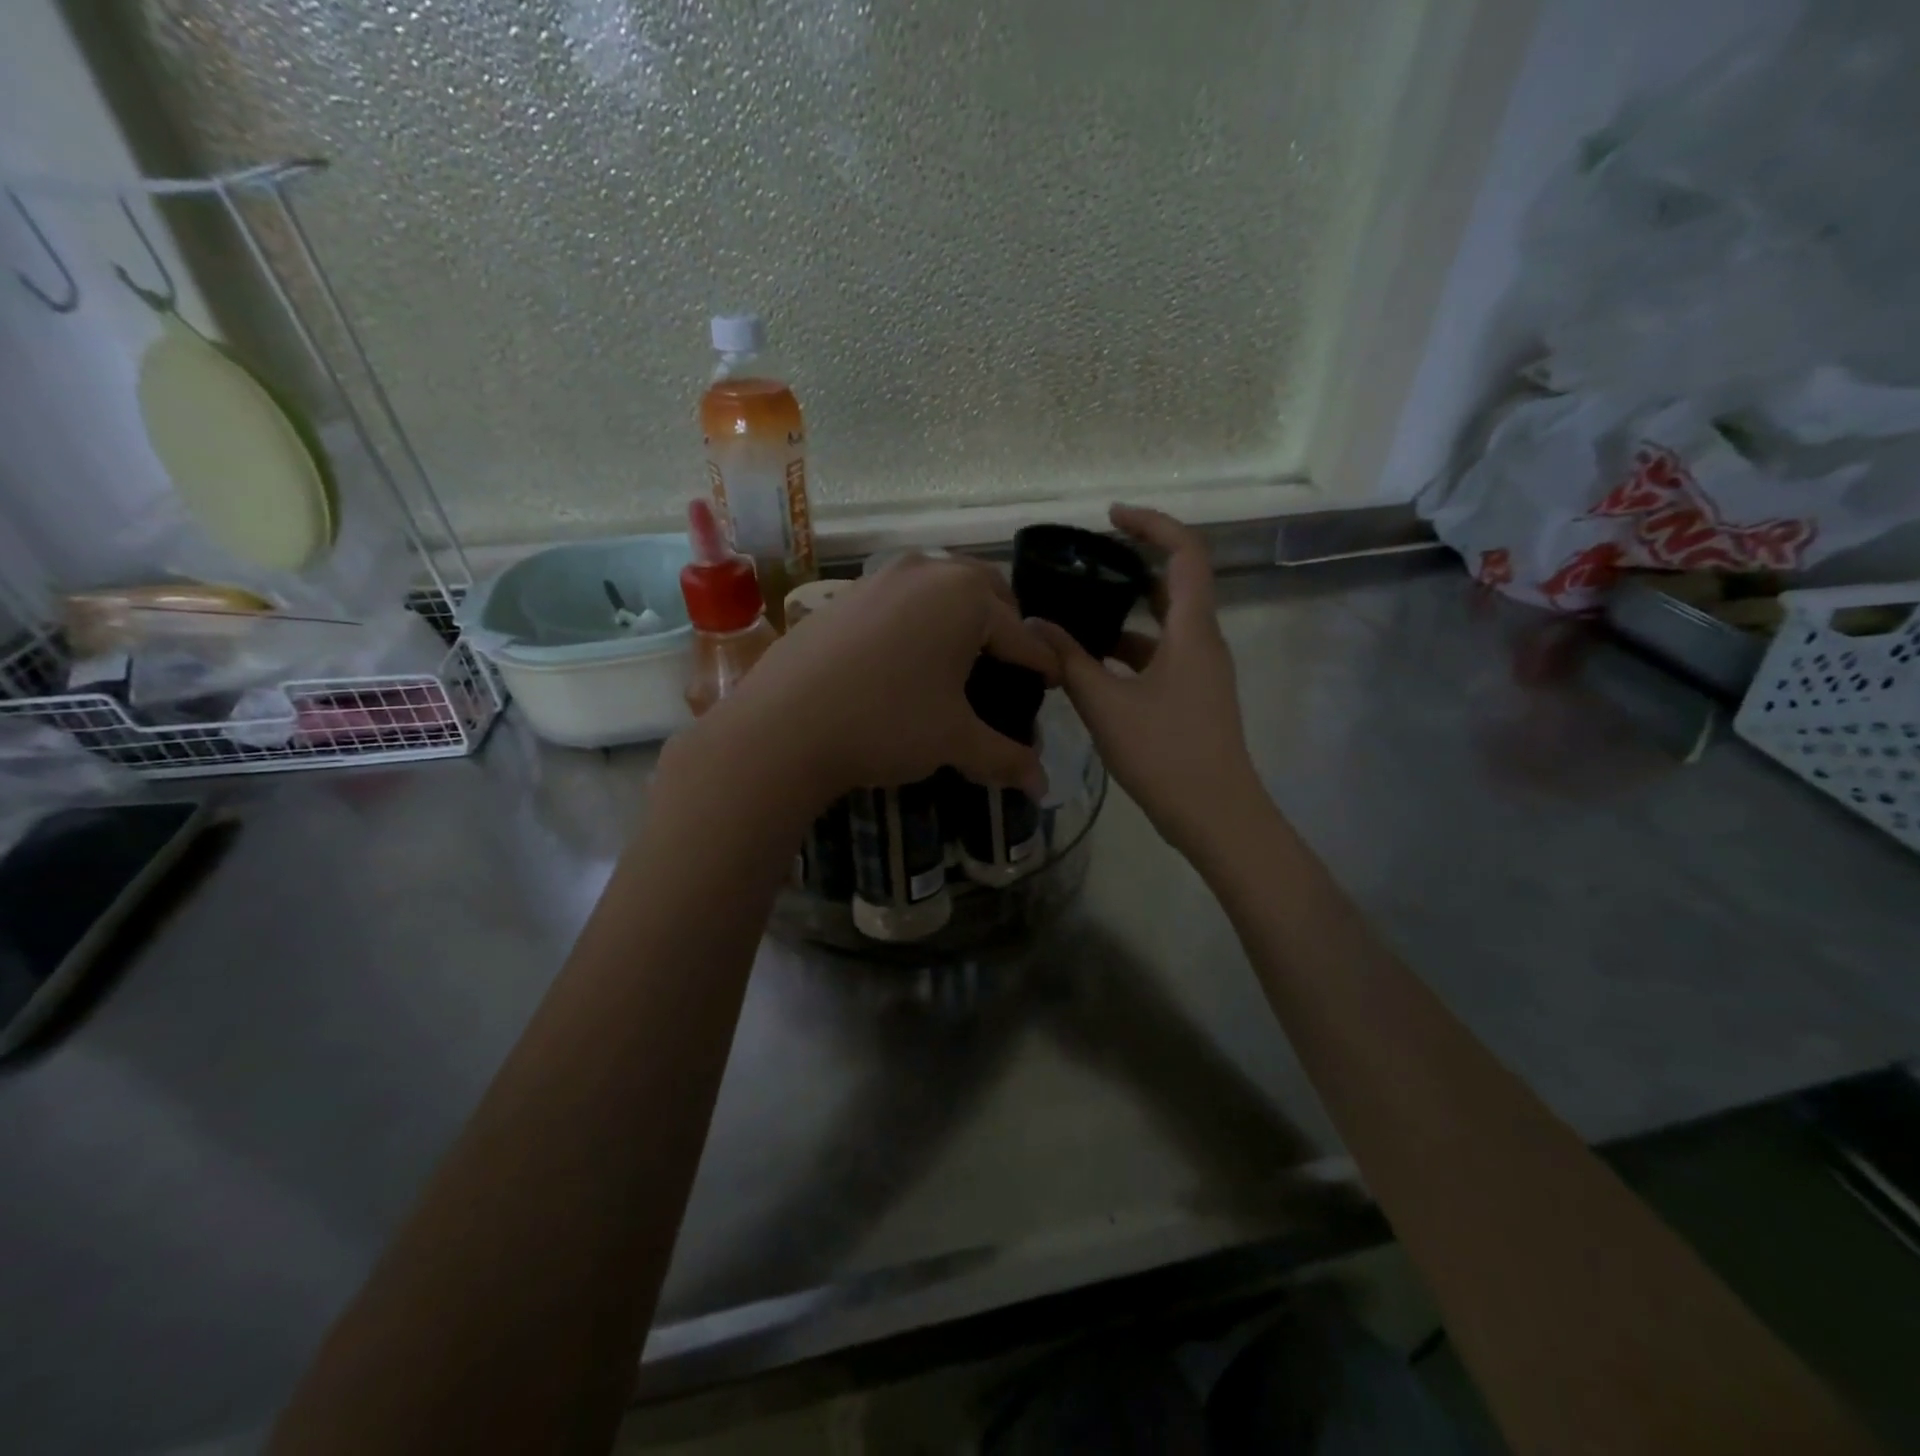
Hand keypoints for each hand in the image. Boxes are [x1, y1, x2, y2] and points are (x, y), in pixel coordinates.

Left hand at [695, 554, 1056, 808]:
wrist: (782, 727)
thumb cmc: (886, 724)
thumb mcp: (953, 740)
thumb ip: (1005, 757)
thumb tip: (1043, 786)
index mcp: (965, 597)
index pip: (1022, 634)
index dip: (1043, 665)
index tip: (1056, 683)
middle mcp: (926, 571)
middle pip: (985, 592)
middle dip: (1005, 626)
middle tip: (1009, 665)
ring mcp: (879, 577)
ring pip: (939, 589)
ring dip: (960, 617)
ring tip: (961, 659)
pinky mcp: (844, 594)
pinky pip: (900, 599)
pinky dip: (919, 620)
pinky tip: (907, 658)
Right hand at [1030, 506, 1263, 858]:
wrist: (1215, 815)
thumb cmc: (1165, 753)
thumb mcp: (1107, 705)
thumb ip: (1069, 661)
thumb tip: (1034, 625)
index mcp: (1192, 631)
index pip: (1185, 553)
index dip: (1152, 524)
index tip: (1111, 516)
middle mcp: (1203, 641)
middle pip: (1175, 583)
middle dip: (1133, 564)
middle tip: (1087, 562)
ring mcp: (1201, 671)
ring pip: (1164, 624)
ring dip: (1125, 613)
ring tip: (1076, 612)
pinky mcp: (1193, 696)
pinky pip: (1160, 656)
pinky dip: (1128, 650)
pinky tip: (1089, 665)